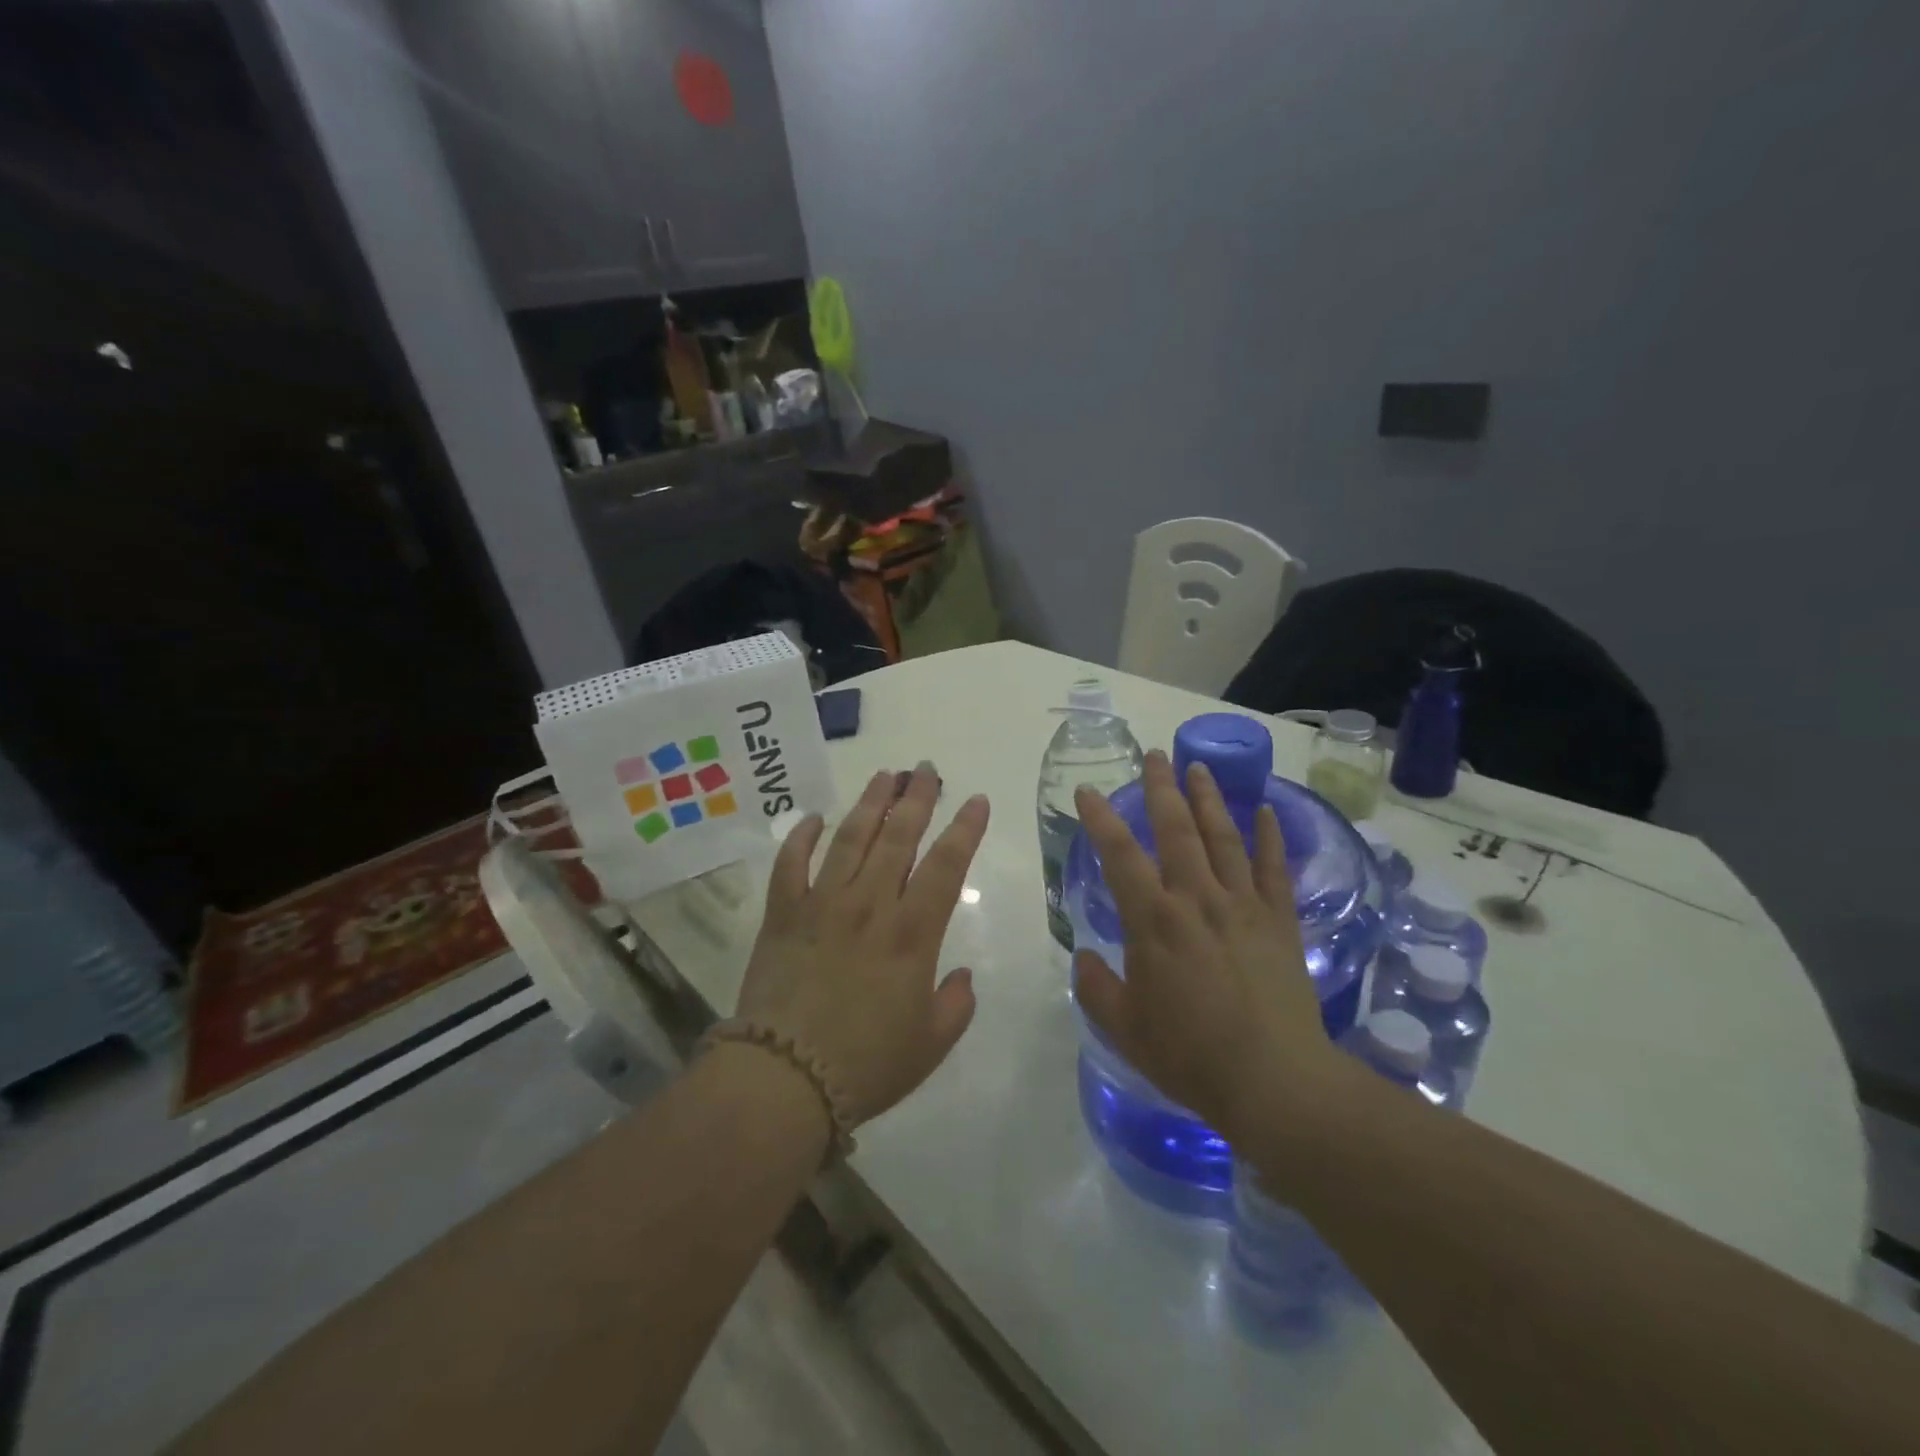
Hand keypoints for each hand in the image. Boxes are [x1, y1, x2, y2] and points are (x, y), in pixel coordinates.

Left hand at [734, 764, 988, 1126]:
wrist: (783, 1079)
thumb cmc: (866, 1065)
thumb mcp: (931, 1044)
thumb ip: (956, 1005)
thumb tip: (962, 975)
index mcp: (912, 933)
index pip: (946, 865)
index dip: (964, 829)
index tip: (975, 800)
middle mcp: (869, 905)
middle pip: (898, 837)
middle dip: (916, 798)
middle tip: (925, 768)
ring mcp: (822, 904)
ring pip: (850, 838)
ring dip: (870, 803)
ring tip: (884, 776)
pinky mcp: (782, 914)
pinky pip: (790, 864)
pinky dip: (800, 837)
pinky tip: (813, 818)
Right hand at [1072, 750, 1336, 1142]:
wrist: (1274, 1081)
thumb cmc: (1190, 1056)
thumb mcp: (1124, 1028)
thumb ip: (1097, 988)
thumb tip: (1084, 958)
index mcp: (1154, 921)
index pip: (1119, 855)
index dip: (1100, 818)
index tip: (1087, 790)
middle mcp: (1196, 899)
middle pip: (1176, 830)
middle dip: (1162, 788)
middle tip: (1155, 754)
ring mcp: (1243, 906)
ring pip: (1222, 838)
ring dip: (1208, 799)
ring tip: (1199, 767)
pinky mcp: (1280, 921)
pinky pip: (1273, 868)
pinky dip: (1270, 837)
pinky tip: (1266, 811)